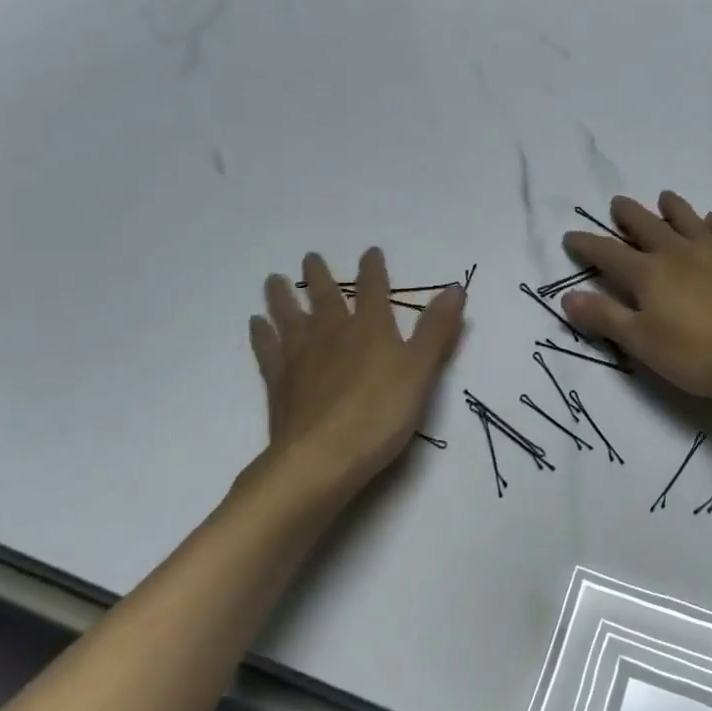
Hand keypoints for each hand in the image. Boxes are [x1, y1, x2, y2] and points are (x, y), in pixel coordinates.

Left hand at [249, 248, 463, 491]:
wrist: (321, 457)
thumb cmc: (379, 413)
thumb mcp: (421, 371)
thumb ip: (436, 330)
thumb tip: (455, 288)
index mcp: (370, 328)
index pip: (373, 290)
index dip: (373, 270)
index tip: (370, 252)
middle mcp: (332, 333)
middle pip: (325, 297)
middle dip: (321, 276)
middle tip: (309, 257)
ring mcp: (300, 356)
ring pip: (290, 316)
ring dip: (283, 296)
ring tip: (273, 279)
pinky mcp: (279, 381)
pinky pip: (267, 348)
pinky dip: (262, 334)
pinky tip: (256, 324)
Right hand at [562, 192, 711, 406]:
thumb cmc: (699, 353)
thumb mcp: (642, 342)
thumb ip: (605, 317)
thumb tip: (567, 296)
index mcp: (647, 274)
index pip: (607, 254)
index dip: (586, 245)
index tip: (570, 236)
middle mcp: (676, 254)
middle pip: (646, 226)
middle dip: (627, 214)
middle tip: (617, 202)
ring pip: (686, 220)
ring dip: (672, 207)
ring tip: (664, 197)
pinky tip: (711, 220)